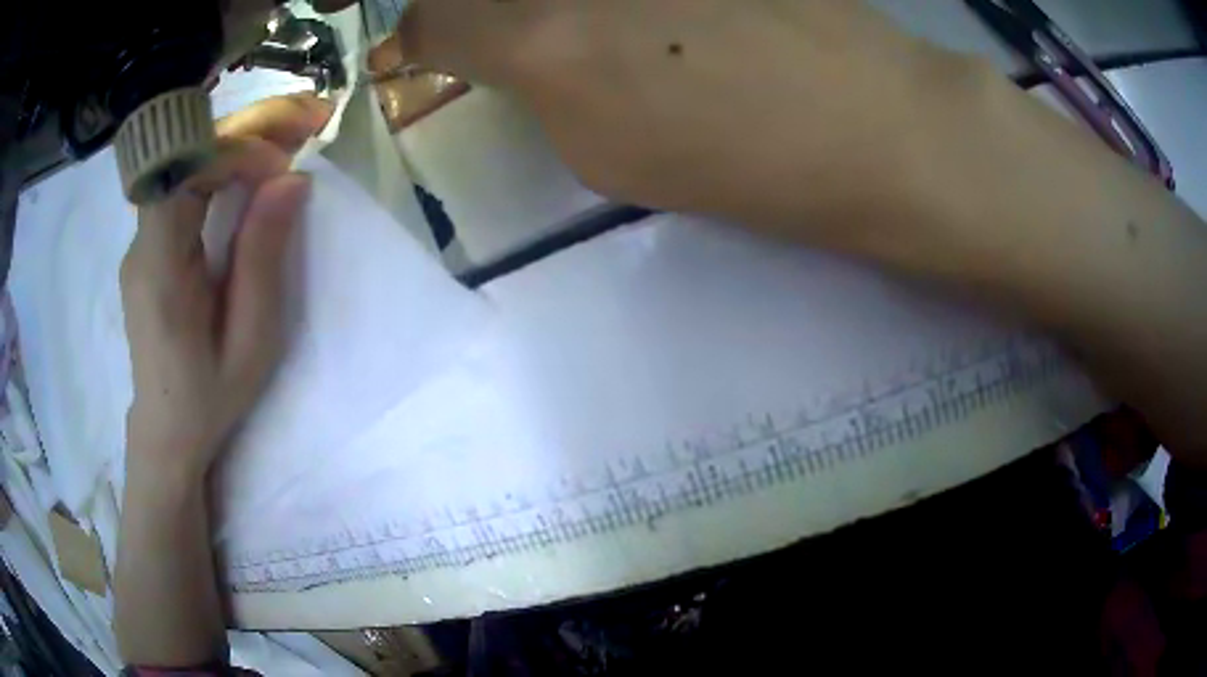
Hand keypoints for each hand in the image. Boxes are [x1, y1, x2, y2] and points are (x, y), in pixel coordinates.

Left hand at [121, 95, 331, 482]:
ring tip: (297, 131)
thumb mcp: (249, 342)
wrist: (165, 429)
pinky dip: (226, 165)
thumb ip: (262, 259)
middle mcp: (142, 242)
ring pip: (188, 164)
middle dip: (250, 128)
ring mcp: (142, 240)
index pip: (184, 170)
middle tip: (311, 116)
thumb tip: (290, 180)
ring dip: (242, 141)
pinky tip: (260, 167)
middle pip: (188, 155)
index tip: (284, 167)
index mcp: (158, 268)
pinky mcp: (150, 243)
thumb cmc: (209, 397)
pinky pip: (186, 186)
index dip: (235, 150)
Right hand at [391, 0, 967, 246]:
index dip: (418, 37)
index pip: (431, 21)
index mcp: (543, 41)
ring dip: (559, 8)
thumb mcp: (607, 154)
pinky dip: (625, 4)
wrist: (871, 121)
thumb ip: (541, 89)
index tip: (424, 46)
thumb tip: (520, 53)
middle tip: (500, 26)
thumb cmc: (745, 163)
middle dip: (477, 8)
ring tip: (610, 33)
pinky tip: (660, 17)